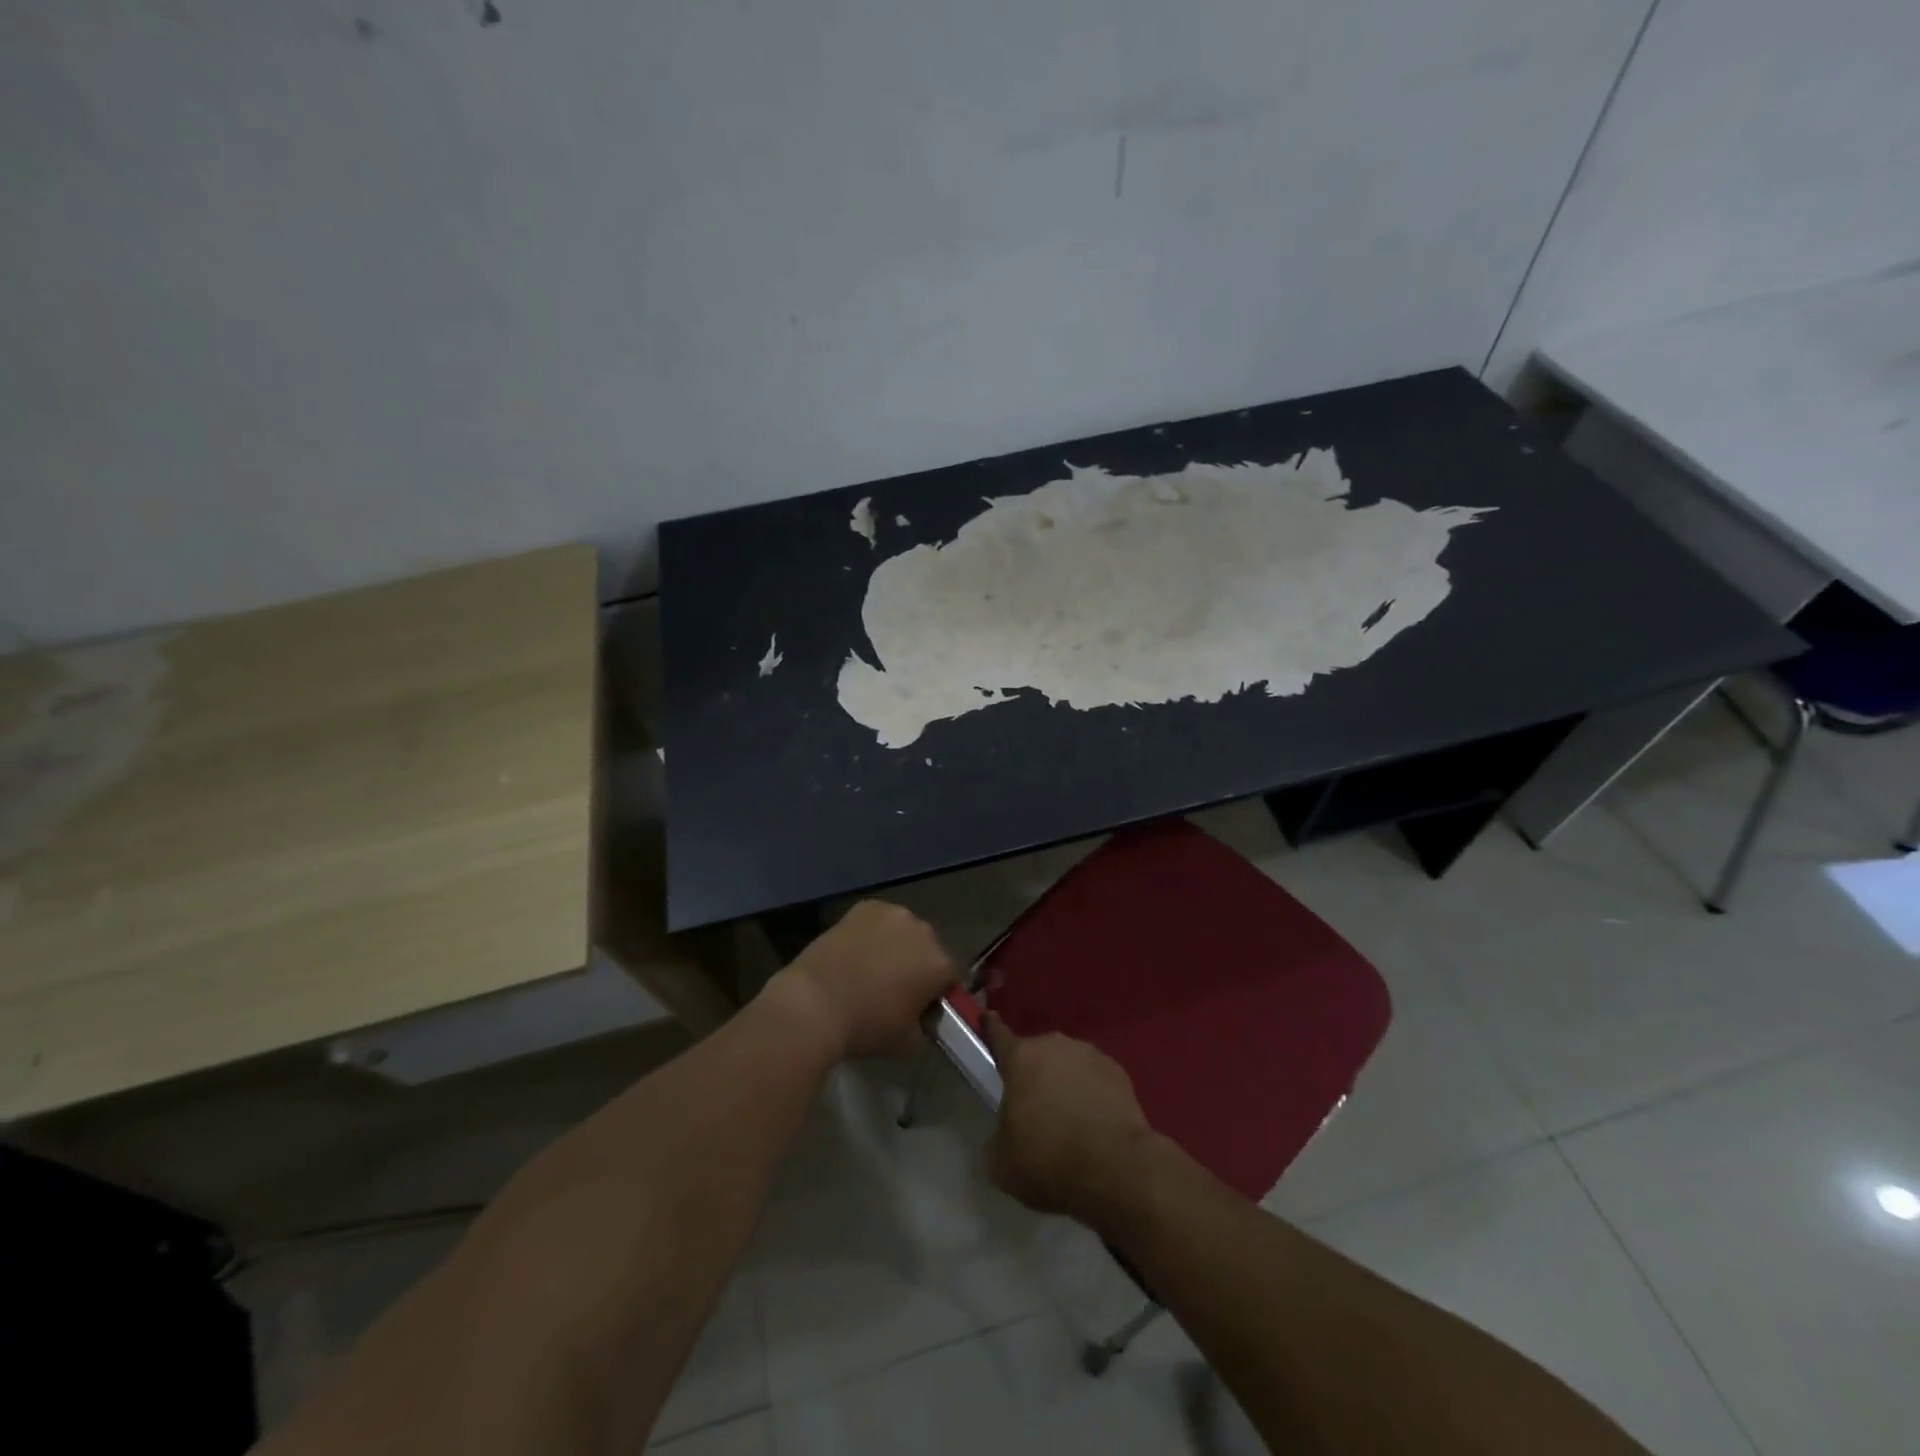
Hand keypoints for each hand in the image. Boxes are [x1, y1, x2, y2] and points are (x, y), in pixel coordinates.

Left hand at [769, 901, 955, 1058]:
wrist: (814, 1003)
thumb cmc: (865, 1026)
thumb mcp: (908, 1041)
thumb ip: (925, 1024)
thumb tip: (922, 1016)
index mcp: (939, 963)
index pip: (953, 976)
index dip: (940, 991)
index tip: (924, 1005)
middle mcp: (923, 930)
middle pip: (930, 948)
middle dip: (919, 964)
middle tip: (897, 986)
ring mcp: (893, 913)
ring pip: (905, 930)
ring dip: (898, 945)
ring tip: (873, 966)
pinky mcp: (866, 906)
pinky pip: (879, 920)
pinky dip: (873, 932)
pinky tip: (856, 951)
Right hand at [982, 1015, 1158, 1228]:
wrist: (1116, 1168)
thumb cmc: (1049, 1159)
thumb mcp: (1003, 1162)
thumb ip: (997, 1139)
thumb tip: (1006, 1136)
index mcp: (1020, 1058)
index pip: (998, 1035)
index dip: (990, 1028)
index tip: (986, 1016)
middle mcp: (1054, 1045)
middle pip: (1036, 1056)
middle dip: (1033, 1076)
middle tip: (1035, 1111)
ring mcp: (1089, 1055)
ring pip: (1067, 1066)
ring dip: (1064, 1084)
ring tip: (1069, 1122)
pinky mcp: (1118, 1072)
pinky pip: (1095, 1079)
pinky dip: (1091, 1095)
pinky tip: (1094, 1124)